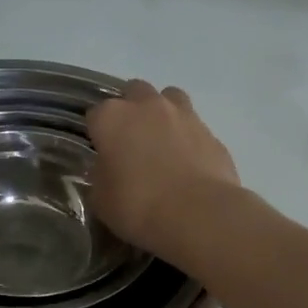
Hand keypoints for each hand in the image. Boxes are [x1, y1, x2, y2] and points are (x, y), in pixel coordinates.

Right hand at [87, 80, 242, 261]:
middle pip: (134, 93)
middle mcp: (147, 106)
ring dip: (163, 113)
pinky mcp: (211, 133)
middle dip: (131, 110)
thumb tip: (107, 171)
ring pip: (169, 98)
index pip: (96, 114)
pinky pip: (194, 126)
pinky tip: (188, 163)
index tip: (101, 153)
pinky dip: (188, 138)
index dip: (97, 133)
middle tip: (131, 141)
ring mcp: (184, 115)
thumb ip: (100, 177)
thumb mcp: (101, 200)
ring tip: (163, 142)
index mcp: (112, 118)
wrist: (198, 214)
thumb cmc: (138, 206)